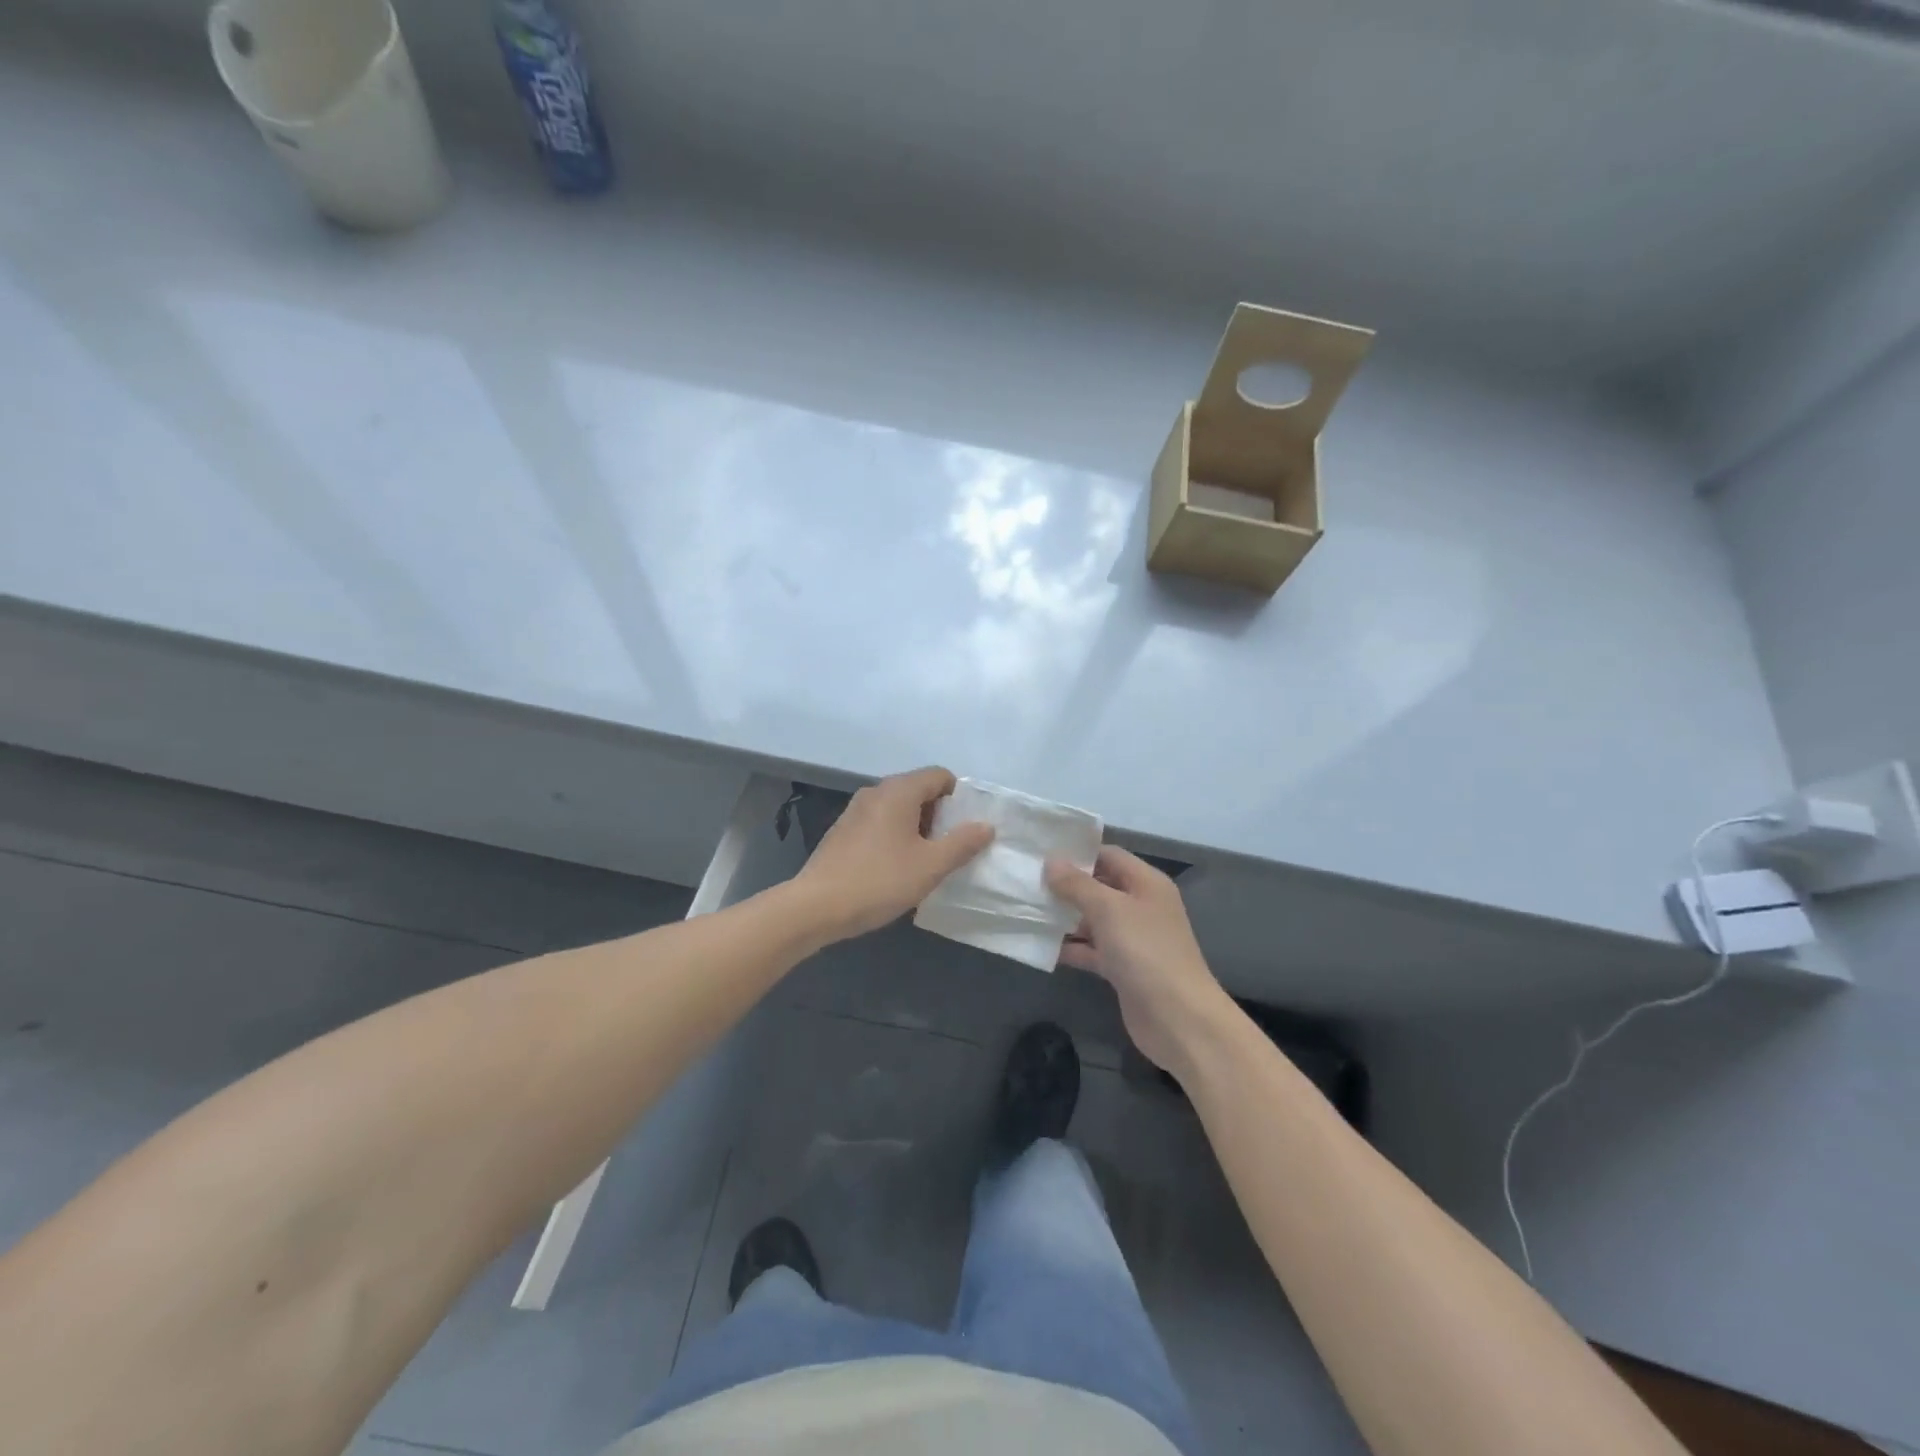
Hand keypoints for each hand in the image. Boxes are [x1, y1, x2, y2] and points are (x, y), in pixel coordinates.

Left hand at [795, 767, 994, 942]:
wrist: (816, 906)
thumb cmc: (879, 881)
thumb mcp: (930, 866)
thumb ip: (962, 843)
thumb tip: (986, 825)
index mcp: (899, 791)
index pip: (939, 775)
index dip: (959, 797)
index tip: (966, 828)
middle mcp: (875, 791)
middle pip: (918, 789)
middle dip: (939, 815)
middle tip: (949, 848)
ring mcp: (855, 810)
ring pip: (898, 808)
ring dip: (917, 828)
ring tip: (925, 861)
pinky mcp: (842, 830)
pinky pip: (879, 822)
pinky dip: (895, 836)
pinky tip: (895, 868)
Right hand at [1046, 847, 1232, 1076]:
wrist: (1178, 1019)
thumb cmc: (1146, 952)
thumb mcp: (1109, 910)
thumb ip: (1077, 885)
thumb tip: (1051, 861)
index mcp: (1146, 883)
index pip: (1109, 855)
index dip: (1078, 853)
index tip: (1041, 853)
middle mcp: (1141, 906)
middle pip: (1099, 887)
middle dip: (1066, 886)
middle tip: (1027, 882)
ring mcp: (1132, 939)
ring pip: (1093, 920)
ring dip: (1065, 918)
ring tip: (1026, 911)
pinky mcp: (1123, 967)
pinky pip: (1092, 950)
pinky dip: (1071, 948)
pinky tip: (1041, 947)